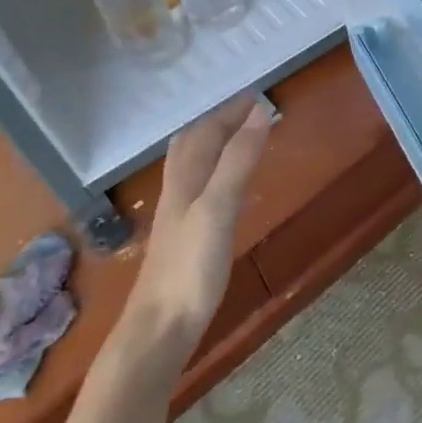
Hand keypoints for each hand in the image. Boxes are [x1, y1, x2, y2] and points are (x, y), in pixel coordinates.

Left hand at [123, 95, 271, 348]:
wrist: (161, 326)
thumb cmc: (191, 265)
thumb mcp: (219, 207)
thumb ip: (239, 160)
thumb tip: (260, 111)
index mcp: (185, 178)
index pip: (205, 130)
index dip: (230, 111)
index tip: (259, 95)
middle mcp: (179, 189)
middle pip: (194, 144)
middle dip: (219, 122)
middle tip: (251, 111)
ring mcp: (181, 214)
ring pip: (196, 165)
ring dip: (217, 144)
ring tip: (243, 137)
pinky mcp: (188, 235)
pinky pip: (203, 188)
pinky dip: (219, 172)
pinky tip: (229, 186)